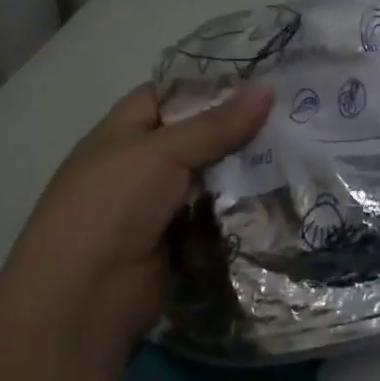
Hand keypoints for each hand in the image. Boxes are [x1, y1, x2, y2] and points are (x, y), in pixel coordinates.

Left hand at [0, 83, 272, 356]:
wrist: (82, 300)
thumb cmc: (111, 206)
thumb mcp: (163, 152)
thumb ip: (217, 124)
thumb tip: (268, 89)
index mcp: (123, 131)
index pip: (169, 93)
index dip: (209, 84)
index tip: (259, 79)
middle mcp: (140, 163)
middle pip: (197, 135)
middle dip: (238, 127)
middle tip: (291, 113)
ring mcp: (159, 205)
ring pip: (211, 176)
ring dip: (245, 168)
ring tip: (297, 149)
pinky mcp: (178, 241)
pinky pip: (216, 215)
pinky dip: (241, 207)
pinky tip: (281, 192)